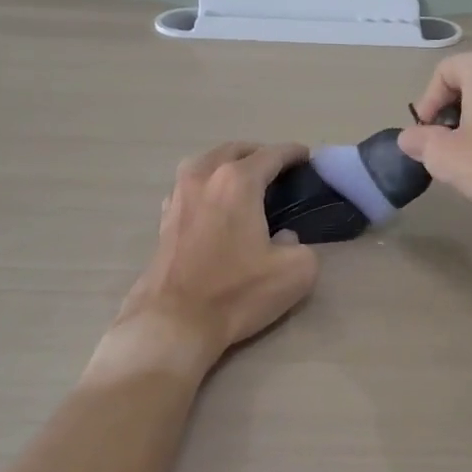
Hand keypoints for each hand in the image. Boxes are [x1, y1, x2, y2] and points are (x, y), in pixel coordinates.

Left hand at [116, 143, 318, 363]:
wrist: (174, 322)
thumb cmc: (236, 292)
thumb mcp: (295, 271)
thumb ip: (301, 244)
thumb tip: (285, 238)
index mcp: (237, 181)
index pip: (272, 155)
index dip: (293, 153)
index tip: (307, 157)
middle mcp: (204, 176)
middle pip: (235, 150)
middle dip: (259, 153)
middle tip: (279, 168)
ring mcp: (179, 195)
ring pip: (206, 162)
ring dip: (228, 164)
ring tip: (246, 181)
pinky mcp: (164, 219)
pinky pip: (189, 186)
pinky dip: (207, 185)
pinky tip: (215, 205)